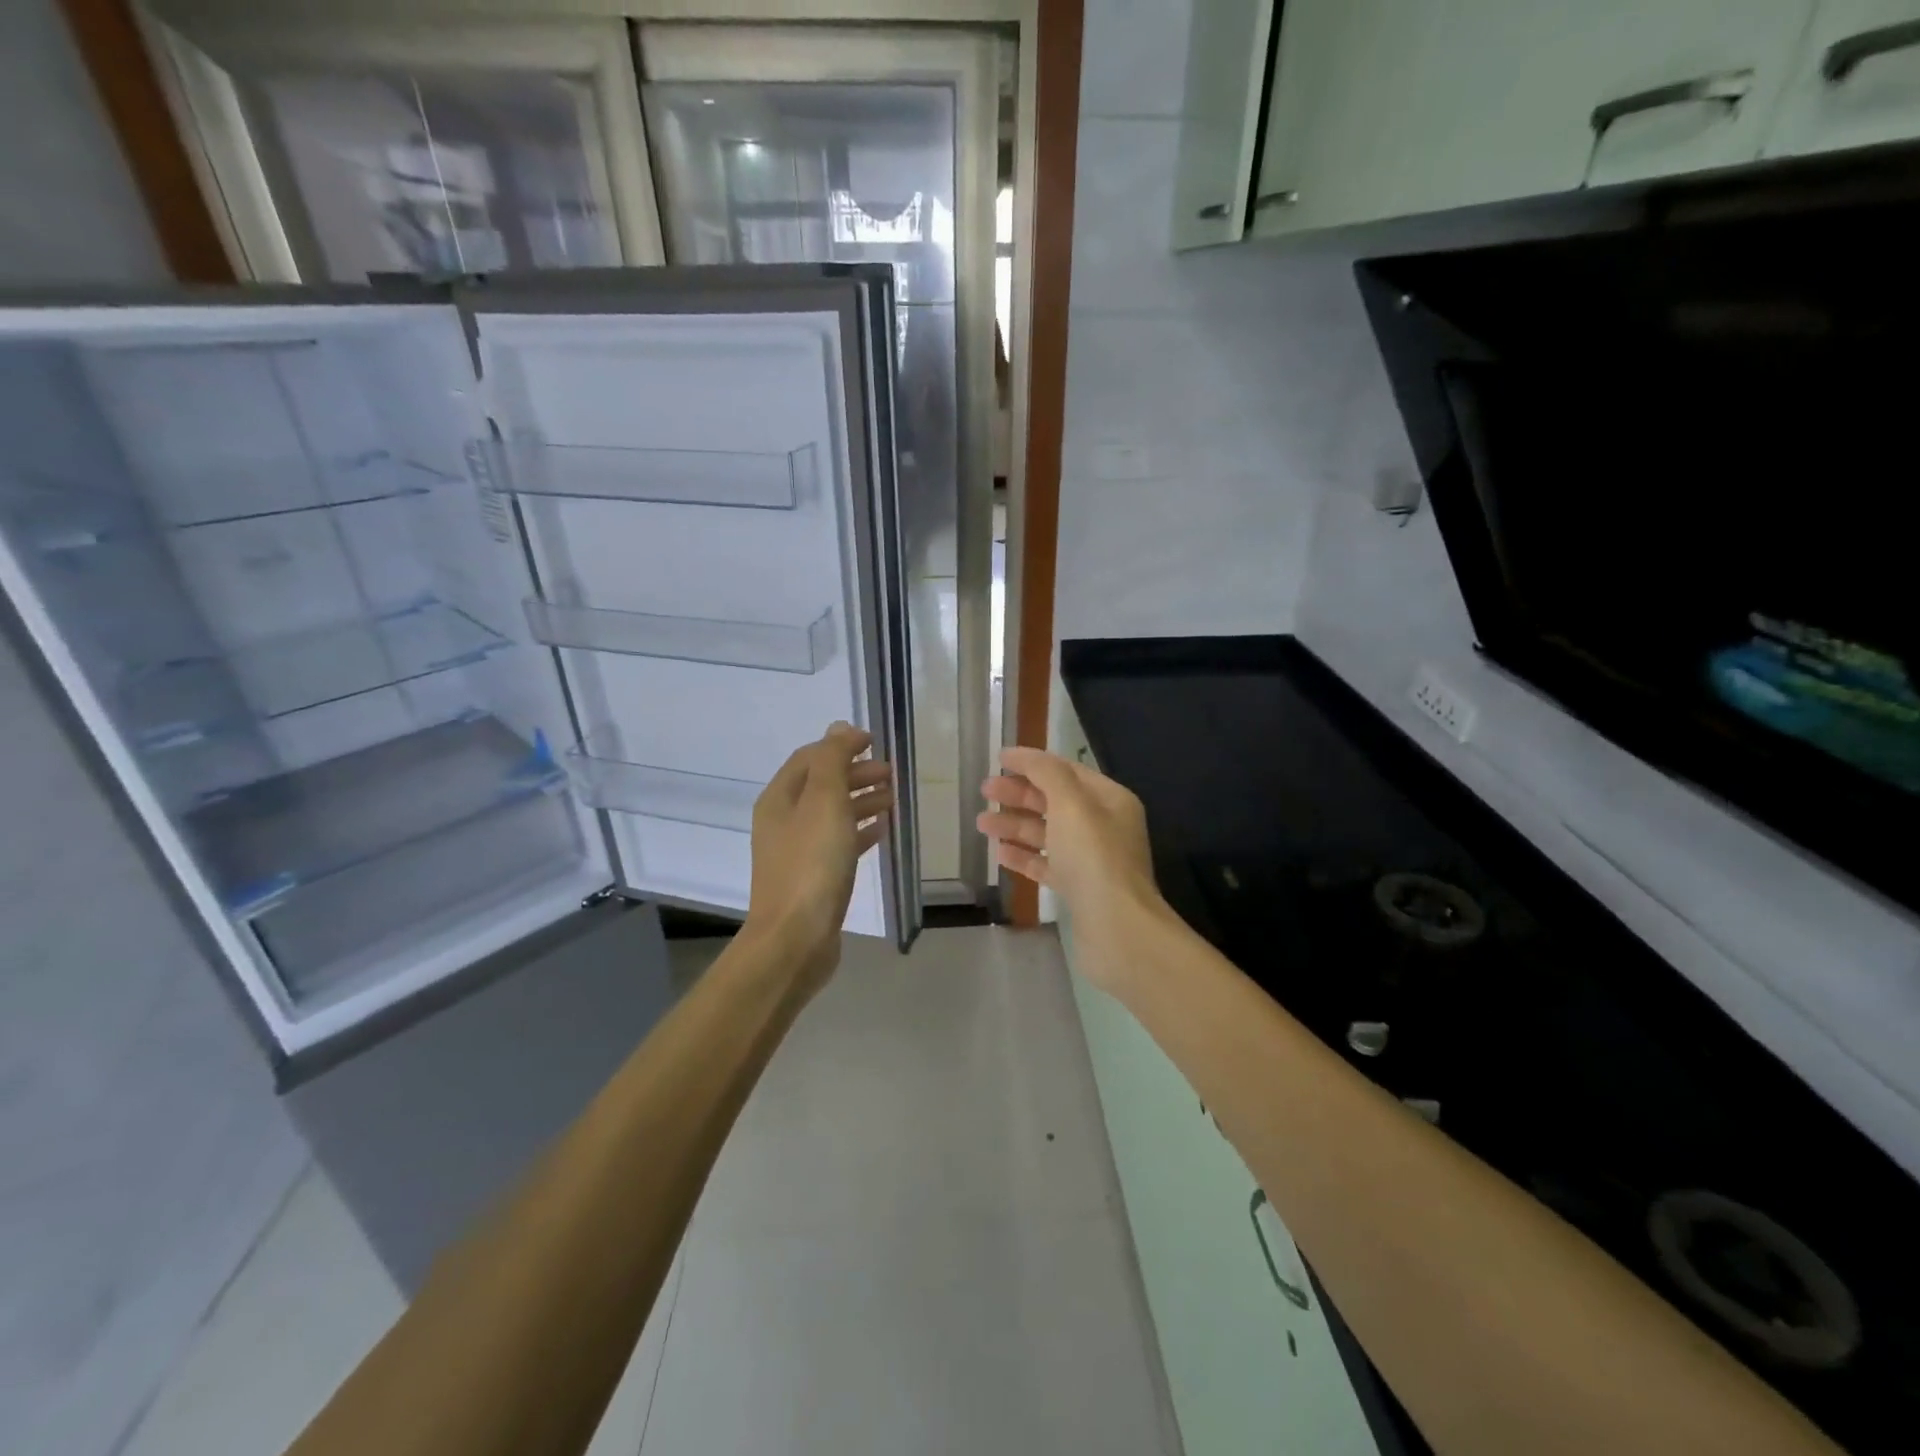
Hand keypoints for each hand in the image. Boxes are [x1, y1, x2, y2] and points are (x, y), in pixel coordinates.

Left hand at [744, 722, 893, 992]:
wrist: (795, 938)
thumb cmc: (812, 864)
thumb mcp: (824, 801)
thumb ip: (832, 759)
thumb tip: (840, 727)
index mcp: (780, 798)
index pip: (811, 757)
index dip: (841, 745)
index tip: (875, 742)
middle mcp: (783, 820)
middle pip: (822, 784)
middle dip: (856, 773)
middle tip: (891, 774)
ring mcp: (797, 850)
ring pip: (832, 813)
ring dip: (861, 800)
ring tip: (893, 798)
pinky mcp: (813, 877)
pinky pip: (838, 842)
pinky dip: (859, 829)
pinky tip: (882, 830)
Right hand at [978, 746, 1162, 929]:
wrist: (1117, 927)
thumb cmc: (1094, 856)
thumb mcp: (1070, 804)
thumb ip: (1046, 774)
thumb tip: (1022, 754)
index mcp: (1109, 799)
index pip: (1066, 771)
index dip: (1032, 763)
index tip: (998, 760)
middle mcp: (1103, 826)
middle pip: (1055, 801)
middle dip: (1019, 795)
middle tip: (984, 791)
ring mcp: (1091, 859)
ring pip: (1047, 834)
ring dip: (1015, 825)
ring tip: (981, 824)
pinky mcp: (1079, 889)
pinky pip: (1047, 864)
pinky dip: (1024, 856)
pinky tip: (1000, 854)